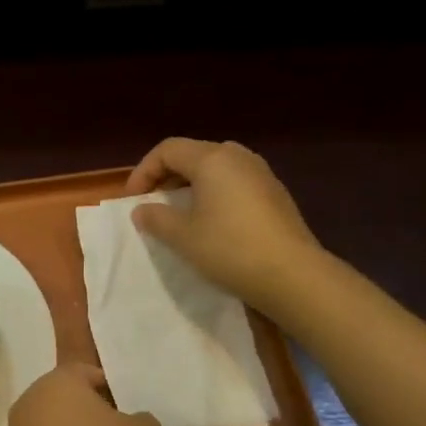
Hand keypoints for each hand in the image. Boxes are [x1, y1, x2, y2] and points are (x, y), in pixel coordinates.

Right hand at [124, 137, 320, 309]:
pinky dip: (214, 193)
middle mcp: (238, 157)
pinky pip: (235, 182)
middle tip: (154, 202)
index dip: (143, 171)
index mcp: (212, 159)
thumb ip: (156, 218)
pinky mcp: (275, 193)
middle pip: (193, 154)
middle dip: (167, 175)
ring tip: (180, 212)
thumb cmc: (229, 249)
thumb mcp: (183, 236)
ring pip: (216, 167)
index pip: (168, 150)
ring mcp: (261, 173)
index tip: (133, 200)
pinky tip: (212, 221)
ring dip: (191, 184)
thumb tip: (143, 209)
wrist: (292, 275)